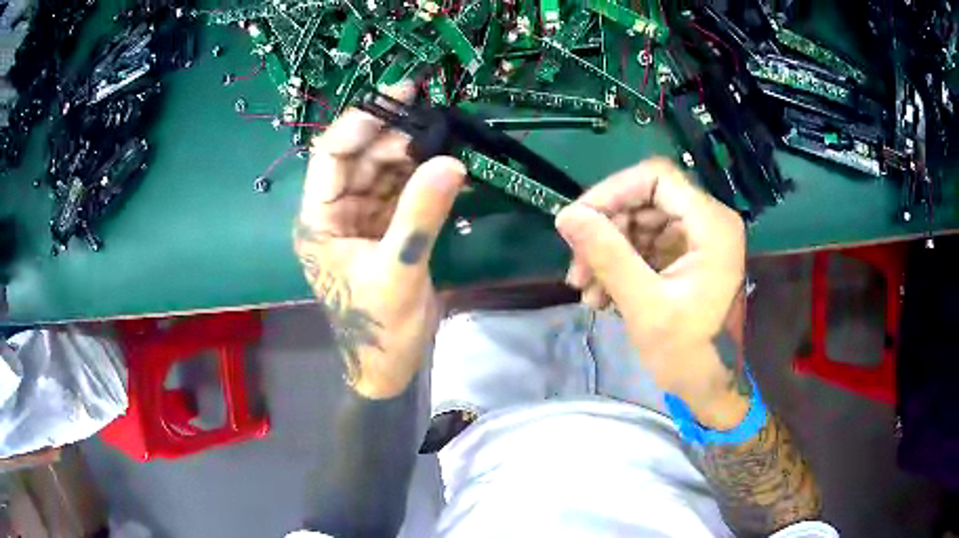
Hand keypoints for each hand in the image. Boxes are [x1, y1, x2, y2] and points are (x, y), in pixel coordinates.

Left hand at [294, 84, 465, 398]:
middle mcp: (335, 212)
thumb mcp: (398, 271)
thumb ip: (420, 215)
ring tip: (449, 140)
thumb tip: (452, 162)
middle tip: (437, 118)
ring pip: (384, 172)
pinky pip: (401, 192)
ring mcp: (361, 220)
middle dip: (396, 136)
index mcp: (319, 220)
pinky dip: (424, 179)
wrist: (390, 366)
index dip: (362, 120)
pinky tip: (450, 169)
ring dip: (414, 155)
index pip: (332, 155)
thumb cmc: (380, 328)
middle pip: (361, 158)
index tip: (400, 93)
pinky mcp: (384, 229)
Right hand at [555, 158, 747, 425]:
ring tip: (586, 290)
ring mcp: (698, 240)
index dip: (612, 192)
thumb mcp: (645, 305)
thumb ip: (607, 255)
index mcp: (712, 225)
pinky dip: (620, 265)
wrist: (710, 389)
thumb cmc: (688, 354)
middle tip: (577, 269)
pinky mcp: (686, 257)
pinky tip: (601, 295)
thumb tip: (566, 215)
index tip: (578, 222)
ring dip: (608, 252)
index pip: (656, 177)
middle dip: (606, 231)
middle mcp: (708, 222)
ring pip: (640, 223)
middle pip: (645, 200)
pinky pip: (646, 245)